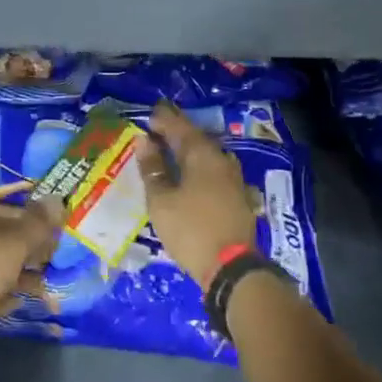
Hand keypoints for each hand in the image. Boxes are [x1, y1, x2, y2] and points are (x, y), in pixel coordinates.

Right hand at [137, 103, 257, 288]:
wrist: (232, 268)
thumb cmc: (190, 230)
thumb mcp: (161, 200)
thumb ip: (153, 168)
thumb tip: (144, 141)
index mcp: (201, 155)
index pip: (179, 127)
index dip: (164, 119)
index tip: (150, 113)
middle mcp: (221, 160)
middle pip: (196, 139)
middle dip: (176, 133)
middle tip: (157, 129)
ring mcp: (233, 179)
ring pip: (207, 156)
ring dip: (188, 150)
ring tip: (170, 151)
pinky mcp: (237, 197)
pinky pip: (214, 171)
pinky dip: (198, 168)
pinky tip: (190, 175)